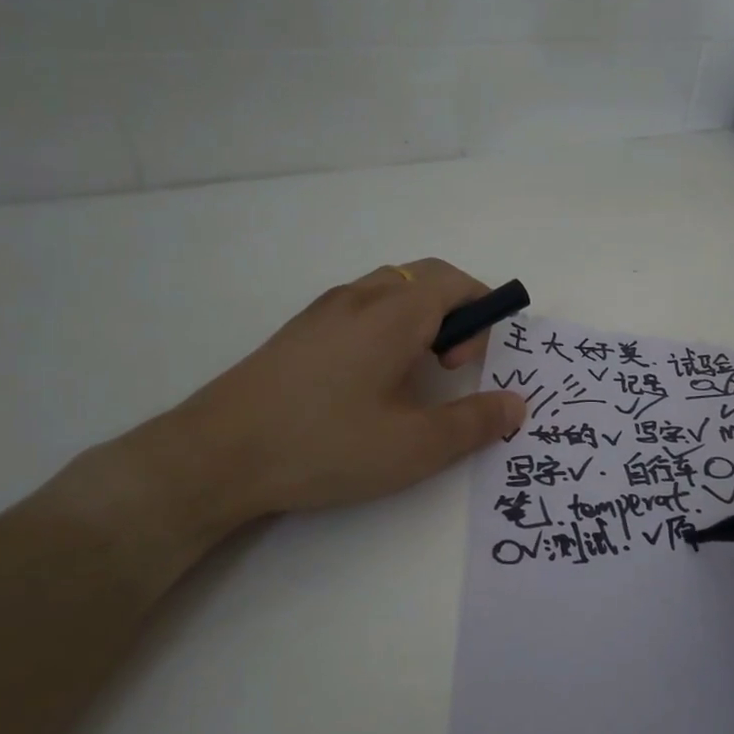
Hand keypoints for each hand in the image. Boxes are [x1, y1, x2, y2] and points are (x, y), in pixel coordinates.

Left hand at [125, 260, 525, 540]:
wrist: (216, 455)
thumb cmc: (326, 445)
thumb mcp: (415, 446)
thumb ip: (474, 422)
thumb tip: (517, 404)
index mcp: (394, 313)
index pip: (456, 282)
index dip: (483, 311)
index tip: (476, 361)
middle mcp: (359, 298)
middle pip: (424, 278)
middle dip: (455, 311)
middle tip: (453, 365)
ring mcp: (321, 312)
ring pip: (388, 291)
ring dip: (419, 318)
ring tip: (415, 373)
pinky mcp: (297, 333)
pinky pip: (358, 309)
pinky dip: (386, 327)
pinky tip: (370, 382)